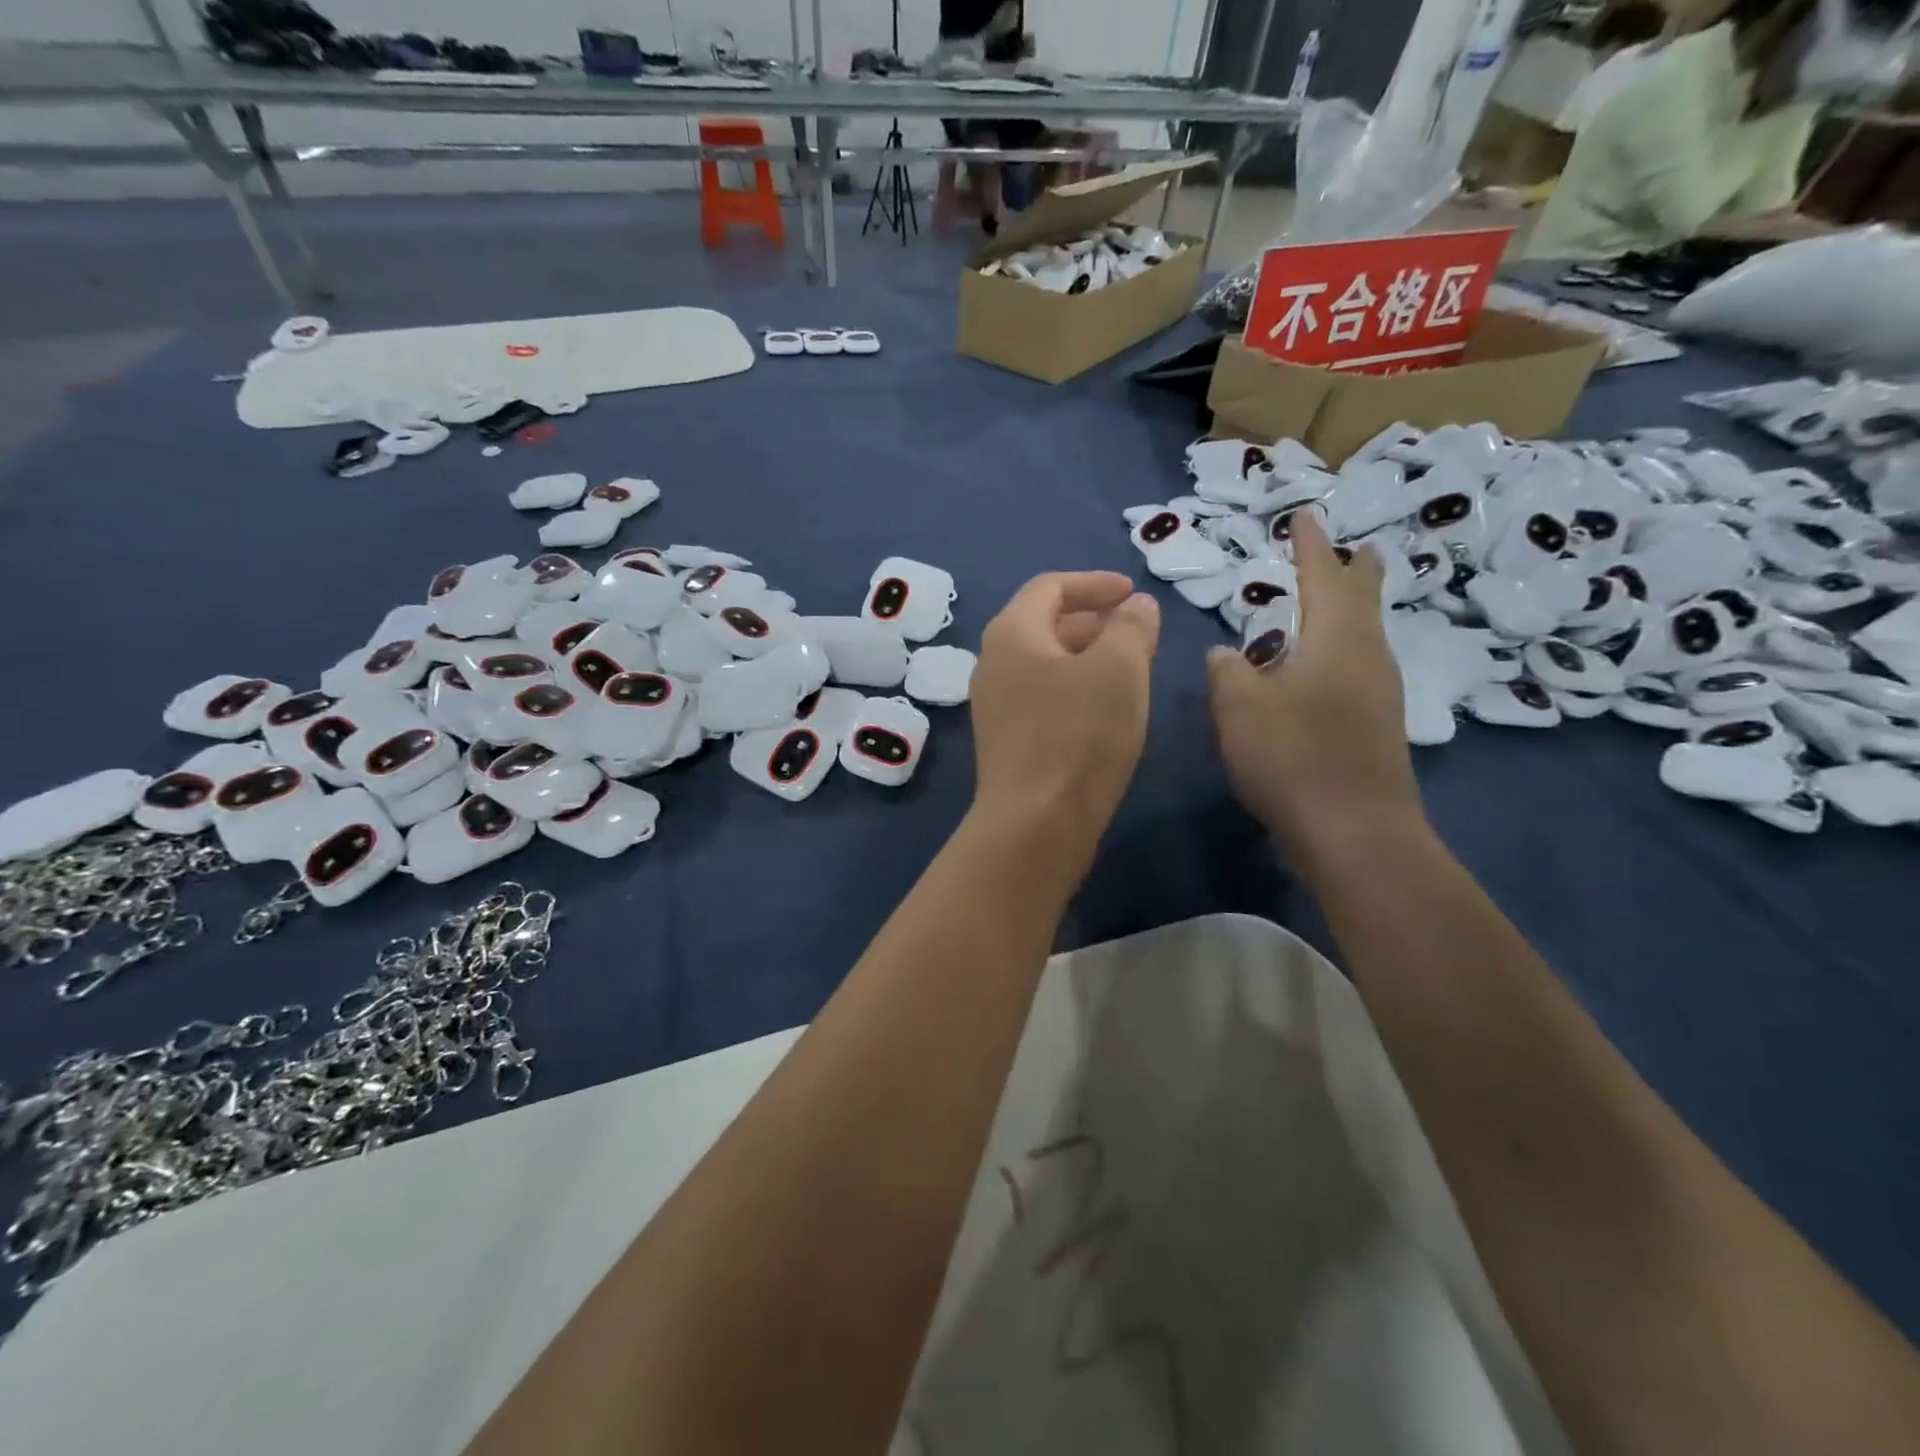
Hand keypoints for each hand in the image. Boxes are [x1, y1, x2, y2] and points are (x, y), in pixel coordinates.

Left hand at [969, 571, 1159, 863]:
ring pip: (1047, 663)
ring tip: (1132, 671)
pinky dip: (1077, 688)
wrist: (1036, 823)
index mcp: (1012, 632)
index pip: (1051, 586)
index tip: (1135, 595)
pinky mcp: (1006, 740)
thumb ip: (1131, 626)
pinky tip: (1107, 710)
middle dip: (1096, 621)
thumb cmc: (1079, 734)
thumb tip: (1137, 605)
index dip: (1096, 583)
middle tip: (1140, 635)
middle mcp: (993, 662)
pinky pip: (1044, 696)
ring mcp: (995, 704)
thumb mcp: (1120, 668)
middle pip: (1046, 623)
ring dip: (1090, 657)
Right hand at [1206, 514, 1422, 860]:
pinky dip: (1344, 648)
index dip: (1310, 545)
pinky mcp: (1377, 727)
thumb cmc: (1294, 756)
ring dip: (1353, 610)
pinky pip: (1359, 667)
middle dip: (1355, 570)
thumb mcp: (1240, 707)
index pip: (1322, 576)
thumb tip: (1226, 654)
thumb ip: (1227, 672)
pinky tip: (1324, 667)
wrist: (1355, 832)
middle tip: (1355, 547)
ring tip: (1339, 598)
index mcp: (1336, 638)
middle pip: (1364, 600)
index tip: (1305, 516)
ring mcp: (1379, 694)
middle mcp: (1366, 656)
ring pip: (1365, 635)